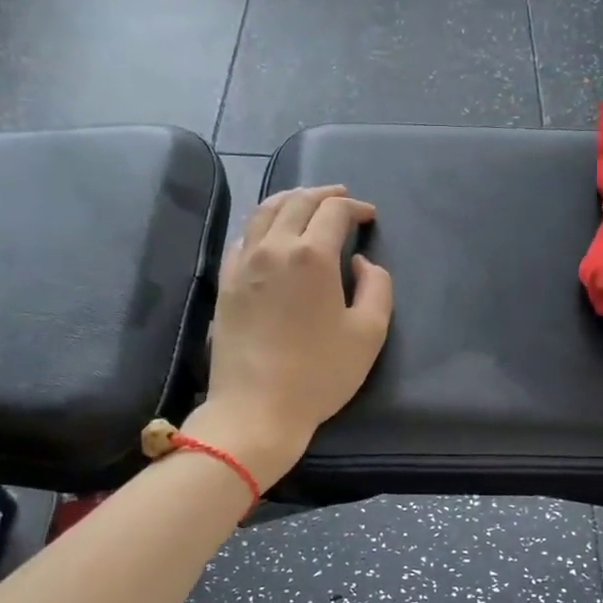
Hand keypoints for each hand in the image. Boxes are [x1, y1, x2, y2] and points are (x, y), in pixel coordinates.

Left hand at [187, 185, 393, 489]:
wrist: (257, 407)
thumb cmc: (320, 374)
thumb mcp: (369, 333)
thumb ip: (376, 287)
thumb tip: (359, 262)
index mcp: (312, 255)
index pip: (334, 211)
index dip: (355, 206)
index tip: (369, 216)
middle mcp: (274, 247)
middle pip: (297, 201)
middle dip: (323, 194)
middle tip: (341, 198)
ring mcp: (244, 263)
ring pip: (264, 211)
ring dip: (290, 200)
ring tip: (306, 203)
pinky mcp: (226, 282)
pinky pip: (244, 236)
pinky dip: (263, 223)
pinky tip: (271, 233)